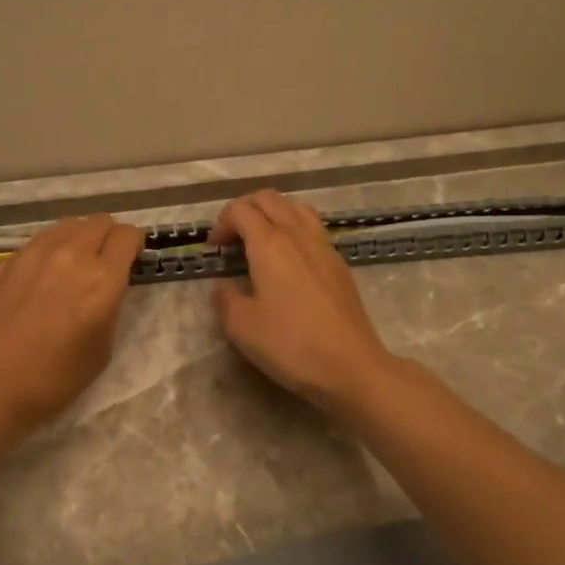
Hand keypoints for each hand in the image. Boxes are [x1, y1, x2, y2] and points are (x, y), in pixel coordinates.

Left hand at [0, 214, 144, 432]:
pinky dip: (53, 248)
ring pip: (69, 224)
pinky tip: (45, 276)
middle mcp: (71, 254)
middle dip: (109, 237)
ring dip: (80, 237)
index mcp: (102, 279)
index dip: (135, 246)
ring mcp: (36, 252)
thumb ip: (110, 306)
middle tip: (106, 262)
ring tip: (75, 264)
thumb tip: (106, 287)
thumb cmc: (54, 378)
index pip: (128, 235)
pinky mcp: (10, 259)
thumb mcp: (102, 348)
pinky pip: (42, 240)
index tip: (131, 261)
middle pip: (100, 221)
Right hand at [209, 190, 395, 412]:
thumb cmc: (290, 345)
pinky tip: (289, 260)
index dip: (221, 224)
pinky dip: (293, 228)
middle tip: (232, 239)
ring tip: (261, 241)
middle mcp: (298, 234)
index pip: (241, 210)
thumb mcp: (242, 326)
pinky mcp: (339, 263)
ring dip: (272, 214)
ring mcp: (323, 246)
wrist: (350, 365)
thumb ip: (225, 298)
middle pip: (269, 198)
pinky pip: (313, 227)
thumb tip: (224, 284)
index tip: (214, 250)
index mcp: (270, 244)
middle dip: (244, 210)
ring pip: (295, 207)